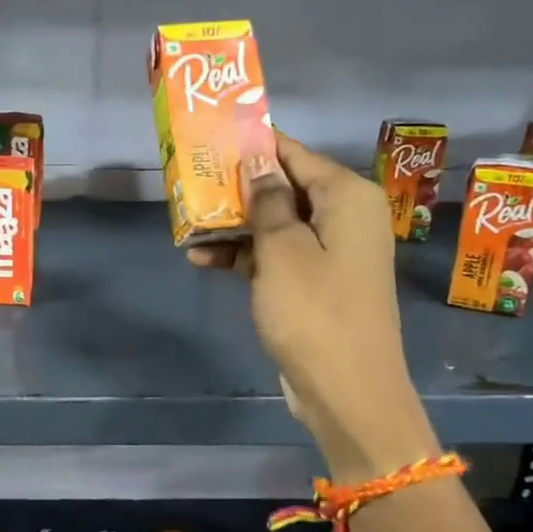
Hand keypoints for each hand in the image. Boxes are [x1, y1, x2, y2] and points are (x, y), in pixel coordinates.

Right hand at [189, 134, 435, 480]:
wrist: (346, 392)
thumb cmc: (314, 312)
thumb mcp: (282, 250)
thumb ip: (267, 200)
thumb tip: (258, 158)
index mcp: (346, 197)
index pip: (293, 154)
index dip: (252, 146)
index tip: (210, 139)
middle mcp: (343, 216)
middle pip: (282, 188)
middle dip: (236, 189)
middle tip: (188, 183)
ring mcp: (329, 252)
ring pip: (275, 224)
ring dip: (233, 226)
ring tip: (186, 224)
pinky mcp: (314, 283)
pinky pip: (276, 256)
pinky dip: (245, 256)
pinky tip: (202, 259)